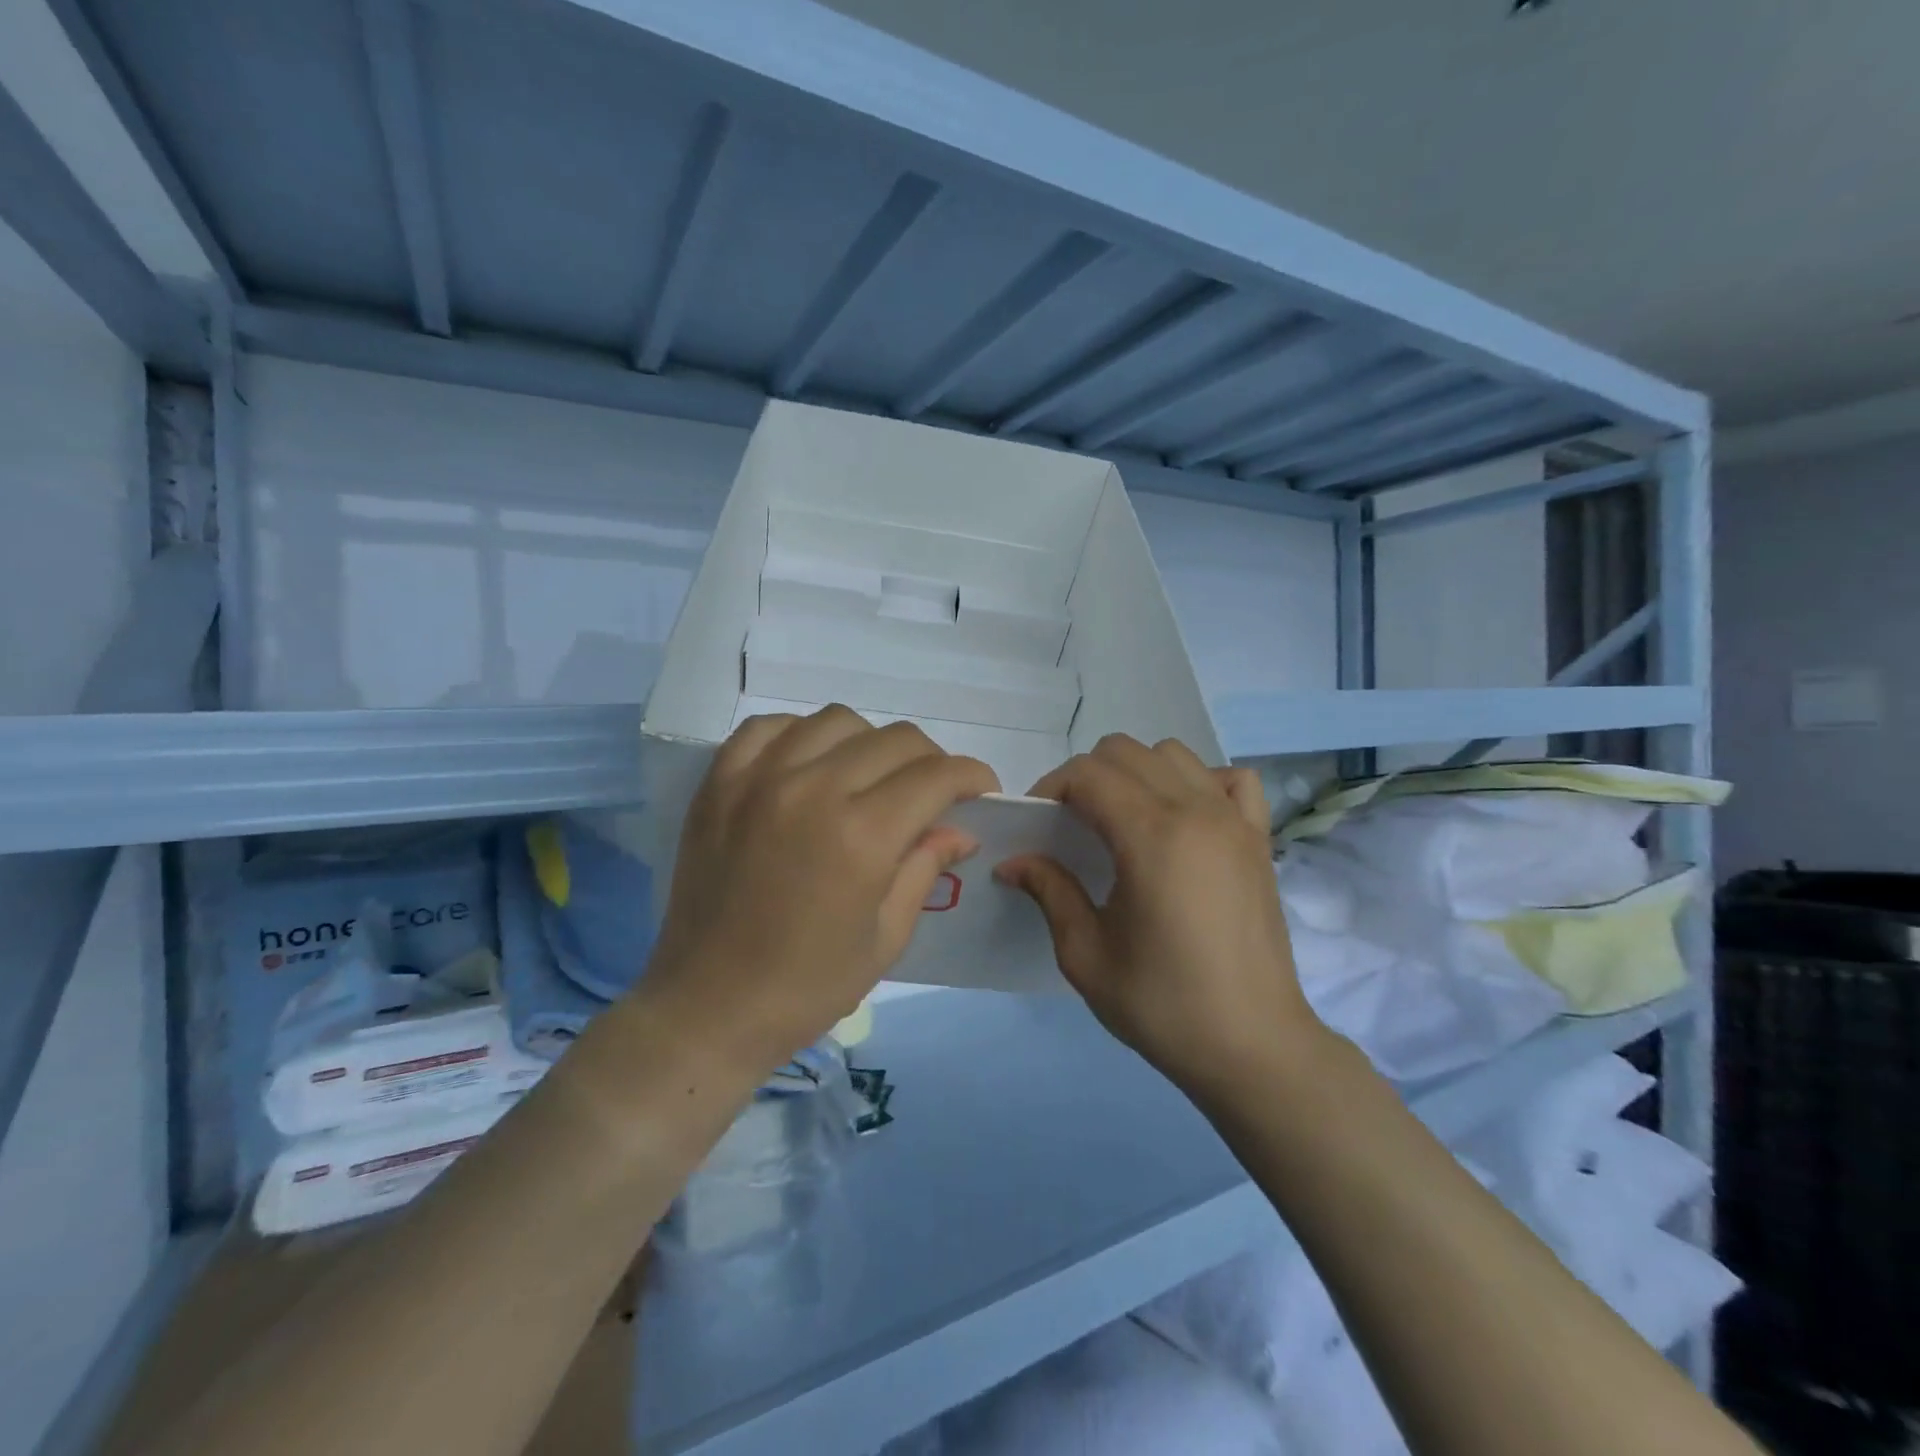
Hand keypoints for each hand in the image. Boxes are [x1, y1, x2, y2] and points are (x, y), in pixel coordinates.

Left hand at [639, 706, 998, 1076]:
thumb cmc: (808, 985)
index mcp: (862, 836)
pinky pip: (770, 727)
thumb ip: (925, 868)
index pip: (936, 775)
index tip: (980, 790)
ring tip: (867, 778)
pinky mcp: (719, 782)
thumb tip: (960, 830)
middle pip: (895, 740)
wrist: (709, 1006)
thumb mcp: (886, 937)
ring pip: (837, 721)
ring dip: (869, 743)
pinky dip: (801, 735)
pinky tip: (809, 765)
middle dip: (930, 761)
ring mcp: (759, 779)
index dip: (971, 776)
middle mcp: (813, 790)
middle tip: (930, 794)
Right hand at [995, 735, 1324, 1101]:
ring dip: (1137, 772)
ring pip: (1175, 754)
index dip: (1051, 788)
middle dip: (1086, 776)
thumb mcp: (1086, 955)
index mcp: (1151, 836)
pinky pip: (1231, 779)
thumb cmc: (1163, 1004)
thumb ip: (1049, 891)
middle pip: (1126, 752)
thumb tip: (1012, 860)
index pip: (1088, 774)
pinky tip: (1186, 819)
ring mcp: (1235, 820)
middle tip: (1072, 824)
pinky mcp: (1259, 838)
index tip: (1037, 823)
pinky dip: (1201, 782)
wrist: (1253, 1046)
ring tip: (1124, 819)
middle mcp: (1196, 811)